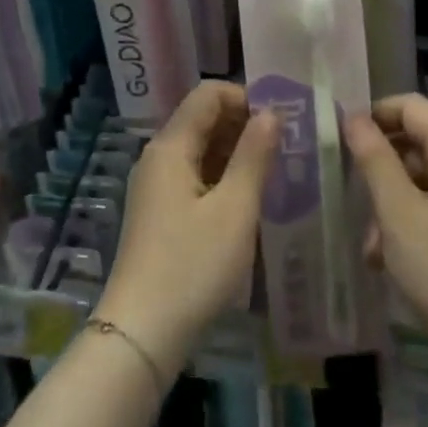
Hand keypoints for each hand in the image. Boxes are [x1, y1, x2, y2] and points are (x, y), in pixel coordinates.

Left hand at [96, 81, 277, 374]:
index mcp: (171, 146)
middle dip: (243, 124)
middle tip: (285, 147)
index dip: (245, 98)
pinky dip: (221, 176)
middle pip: (202, 119)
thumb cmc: (192, 265)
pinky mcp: (158, 212)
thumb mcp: (234, 210)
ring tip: (274, 171)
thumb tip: (271, 113)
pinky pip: (193, 176)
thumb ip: (254, 156)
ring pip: (199, 149)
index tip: (281, 121)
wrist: (142, 331)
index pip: (207, 94)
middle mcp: (158, 157)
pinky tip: (247, 198)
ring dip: (235, 152)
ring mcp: (155, 185)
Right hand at [344, 94, 427, 357]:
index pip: (410, 106)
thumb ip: (374, 158)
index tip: (341, 140)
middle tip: (351, 193)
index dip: (374, 115)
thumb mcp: (398, 212)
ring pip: (421, 179)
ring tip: (370, 243)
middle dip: (379, 166)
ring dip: (389, 202)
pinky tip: (388, 259)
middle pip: (416, 141)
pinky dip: (408, 223)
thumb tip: (353, 117)